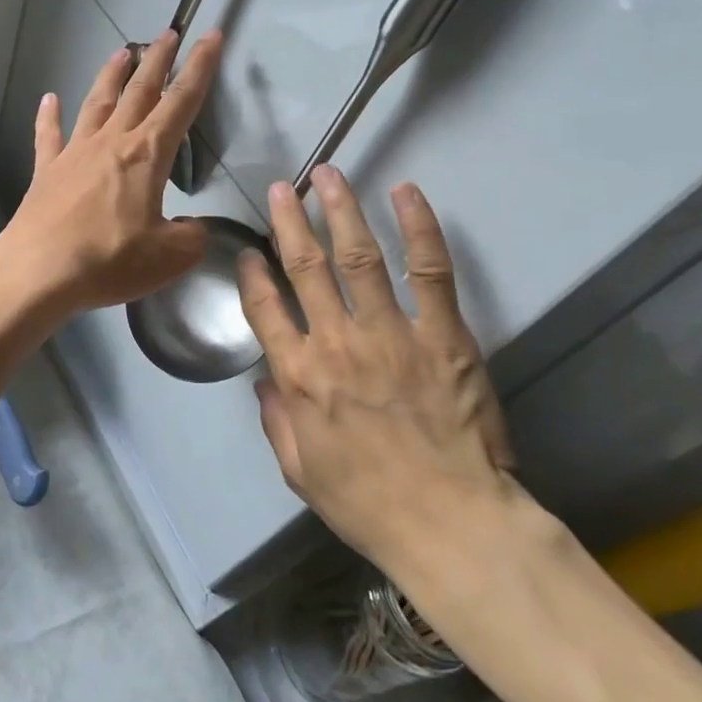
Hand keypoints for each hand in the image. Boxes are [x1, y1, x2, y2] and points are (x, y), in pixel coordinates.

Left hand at [0, 29, 222, 319]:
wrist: (39, 272)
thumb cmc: (109, 260)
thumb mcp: (170, 257)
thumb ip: (191, 237)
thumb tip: (190, 228)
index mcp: (147, 155)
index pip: (181, 102)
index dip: (200, 67)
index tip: (211, 36)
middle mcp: (111, 142)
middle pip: (140, 90)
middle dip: (158, 59)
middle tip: (169, 33)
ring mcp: (75, 153)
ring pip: (98, 102)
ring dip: (112, 75)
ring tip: (123, 51)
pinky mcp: (47, 171)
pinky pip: (49, 136)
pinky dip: (49, 116)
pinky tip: (49, 99)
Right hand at [238, 166, 515, 582]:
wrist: (452, 526)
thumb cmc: (369, 504)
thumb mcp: (300, 472)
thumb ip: (276, 420)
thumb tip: (266, 380)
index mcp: (298, 376)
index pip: (264, 309)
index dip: (252, 274)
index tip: (249, 252)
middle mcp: (336, 342)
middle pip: (304, 267)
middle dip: (289, 222)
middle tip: (281, 188)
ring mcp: (390, 333)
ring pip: (357, 256)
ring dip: (340, 211)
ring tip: (328, 175)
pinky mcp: (443, 334)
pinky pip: (428, 271)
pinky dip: (418, 228)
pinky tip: (406, 193)